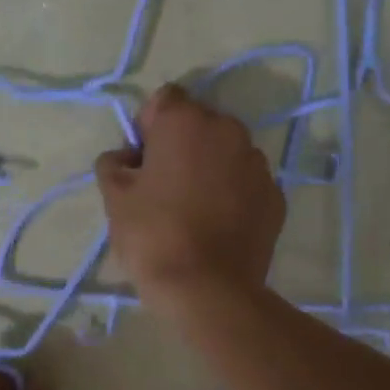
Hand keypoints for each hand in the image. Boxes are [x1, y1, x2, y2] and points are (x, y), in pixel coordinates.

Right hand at [94, 84, 284, 307]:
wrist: (208, 290)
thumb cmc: (153, 236)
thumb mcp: (115, 198)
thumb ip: (114, 164)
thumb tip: (126, 158)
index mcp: (187, 122)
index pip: (164, 99)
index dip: (147, 127)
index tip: (140, 162)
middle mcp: (229, 131)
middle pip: (199, 125)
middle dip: (180, 146)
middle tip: (163, 187)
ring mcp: (258, 164)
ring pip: (226, 153)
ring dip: (209, 168)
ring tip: (193, 210)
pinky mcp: (276, 197)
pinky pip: (246, 183)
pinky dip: (233, 194)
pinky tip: (217, 226)